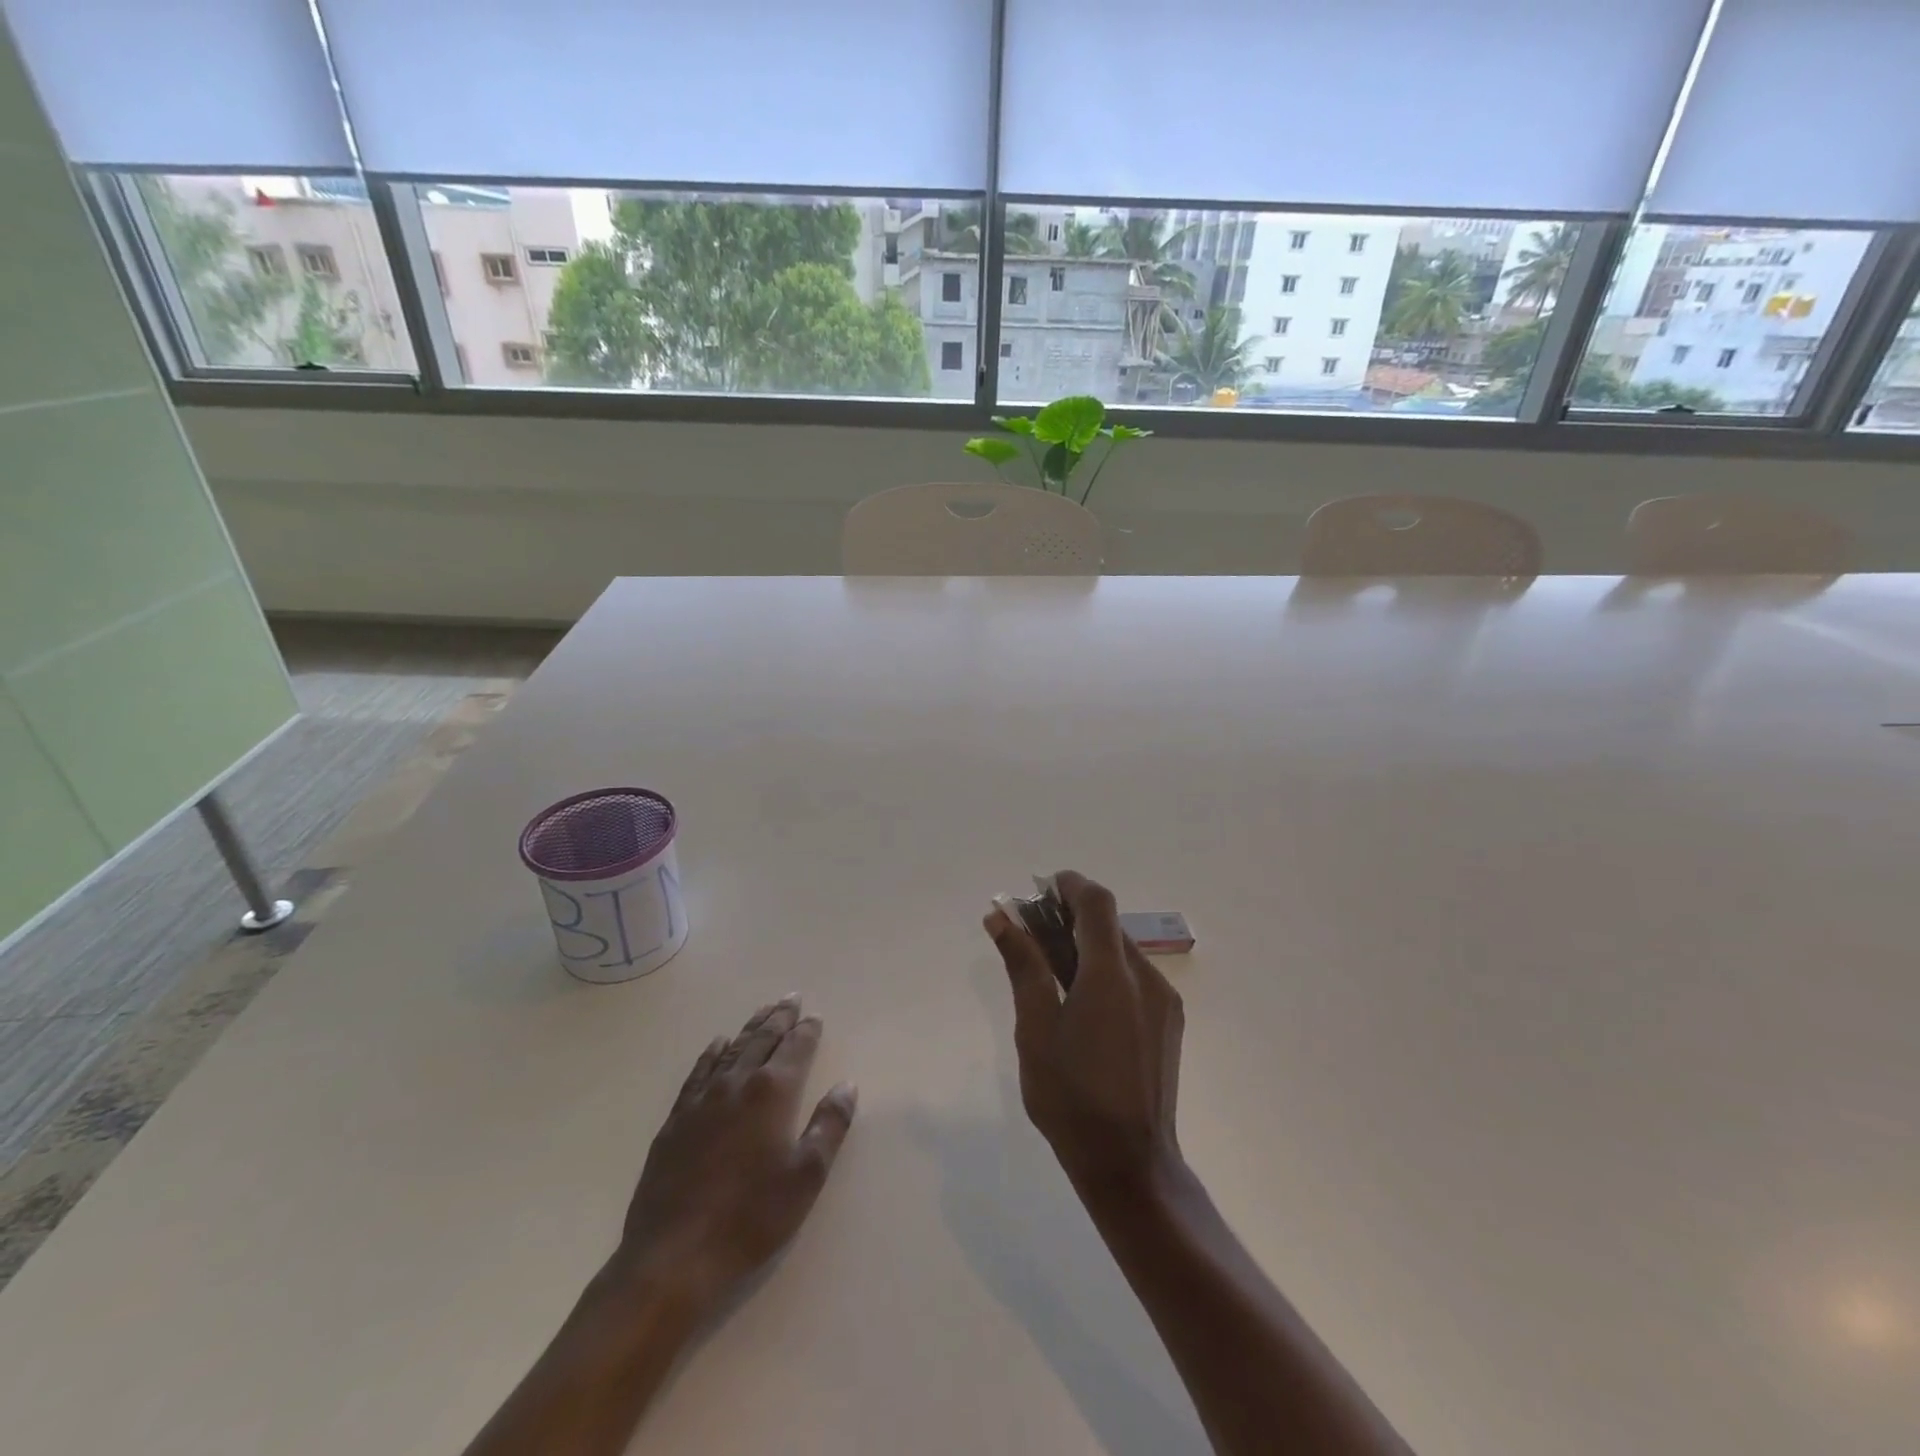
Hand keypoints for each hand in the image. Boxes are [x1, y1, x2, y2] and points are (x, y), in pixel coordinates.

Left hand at [614, 996, 856, 1309]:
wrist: (673, 1261)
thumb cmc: (750, 1220)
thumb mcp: (805, 1177)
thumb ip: (829, 1126)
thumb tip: (846, 1086)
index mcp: (772, 1094)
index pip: (795, 1049)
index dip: (807, 1031)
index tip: (815, 1017)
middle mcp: (736, 1084)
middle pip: (762, 1040)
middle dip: (779, 1018)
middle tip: (791, 998)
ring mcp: (701, 1100)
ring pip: (731, 1050)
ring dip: (750, 1028)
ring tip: (763, 1011)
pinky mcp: (675, 1121)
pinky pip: (698, 1072)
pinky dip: (712, 1053)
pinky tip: (718, 1045)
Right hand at [985, 871, 1183, 1193]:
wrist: (1131, 1164)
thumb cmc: (1072, 1097)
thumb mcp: (1035, 1029)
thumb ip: (1023, 966)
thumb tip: (1000, 917)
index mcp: (1112, 975)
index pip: (1096, 902)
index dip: (1069, 885)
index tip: (1039, 888)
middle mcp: (1146, 978)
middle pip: (1109, 925)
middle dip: (1071, 917)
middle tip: (1033, 932)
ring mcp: (1164, 1002)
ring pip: (1122, 952)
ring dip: (1088, 944)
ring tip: (1051, 968)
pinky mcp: (1169, 1024)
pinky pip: (1135, 978)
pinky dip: (1106, 970)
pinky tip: (1082, 1001)